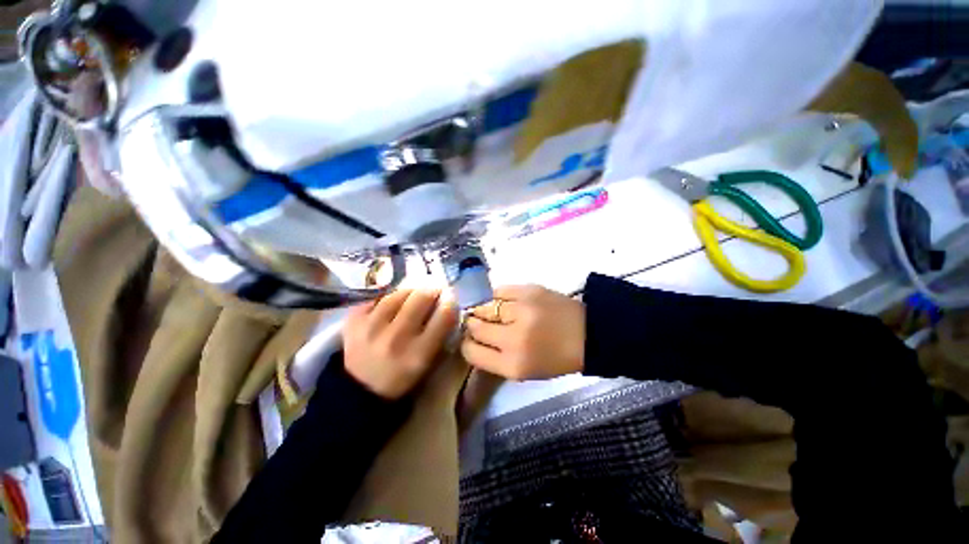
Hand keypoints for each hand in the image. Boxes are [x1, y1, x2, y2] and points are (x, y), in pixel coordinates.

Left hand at [343, 289, 456, 398]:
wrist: (360, 389)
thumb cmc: (402, 375)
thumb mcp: (428, 361)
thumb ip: (439, 333)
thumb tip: (446, 303)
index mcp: (419, 353)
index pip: (444, 315)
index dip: (450, 301)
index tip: (449, 296)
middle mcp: (397, 338)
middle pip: (421, 297)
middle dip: (431, 290)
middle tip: (432, 291)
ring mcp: (372, 328)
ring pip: (399, 293)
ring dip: (409, 293)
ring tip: (410, 298)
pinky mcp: (353, 321)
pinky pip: (377, 298)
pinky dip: (386, 299)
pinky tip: (389, 307)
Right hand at [461, 285, 584, 379]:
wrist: (588, 334)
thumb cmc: (555, 358)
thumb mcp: (523, 370)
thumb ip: (495, 358)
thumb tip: (472, 338)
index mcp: (512, 365)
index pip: (471, 351)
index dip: (467, 343)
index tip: (470, 339)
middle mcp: (513, 338)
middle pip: (475, 326)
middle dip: (472, 324)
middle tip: (478, 322)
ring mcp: (521, 311)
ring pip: (484, 306)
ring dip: (482, 309)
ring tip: (490, 310)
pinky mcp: (529, 290)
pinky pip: (498, 290)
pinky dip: (496, 296)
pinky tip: (502, 301)